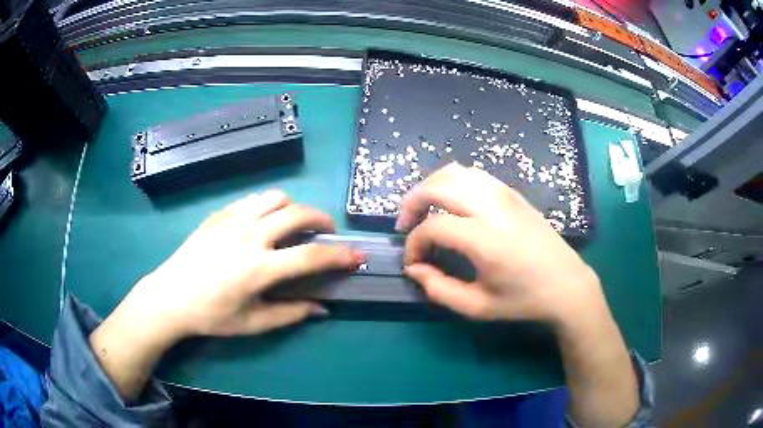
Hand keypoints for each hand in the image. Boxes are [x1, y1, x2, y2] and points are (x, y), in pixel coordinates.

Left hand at [89, 191, 362, 399]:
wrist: (170, 296)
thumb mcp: (253, 324)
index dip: (339, 255)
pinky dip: (268, 205)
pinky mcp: (219, 214)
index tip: (356, 255)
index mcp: (259, 268)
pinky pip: (253, 199)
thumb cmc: (211, 315)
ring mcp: (233, 220)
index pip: (311, 255)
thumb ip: (290, 313)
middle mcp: (250, 236)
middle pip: (298, 213)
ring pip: (276, 197)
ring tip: (294, 224)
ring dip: (294, 207)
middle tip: (327, 232)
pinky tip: (264, 222)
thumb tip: (322, 307)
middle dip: (322, 220)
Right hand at [398, 163, 639, 426]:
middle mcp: (492, 207)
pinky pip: (475, 175)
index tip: (412, 263)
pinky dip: (454, 183)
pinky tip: (454, 204)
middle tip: (406, 225)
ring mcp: (505, 194)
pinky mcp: (514, 193)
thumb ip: (439, 289)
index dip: (414, 244)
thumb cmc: (523, 300)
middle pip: (438, 185)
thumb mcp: (478, 307)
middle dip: (412, 202)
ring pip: (455, 171)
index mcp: (484, 238)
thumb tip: (415, 269)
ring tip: (425, 210)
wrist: (566, 285)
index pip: (432, 227)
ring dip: (432, 187)